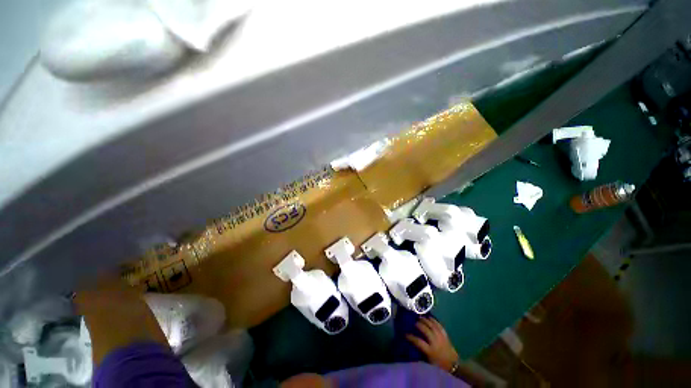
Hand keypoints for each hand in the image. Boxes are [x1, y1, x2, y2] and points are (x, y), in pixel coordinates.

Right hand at [406, 317, 458, 371]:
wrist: (454, 365)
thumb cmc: (439, 365)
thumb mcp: (429, 362)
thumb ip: (421, 353)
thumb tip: (412, 345)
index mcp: (430, 350)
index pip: (418, 342)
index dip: (411, 337)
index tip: (405, 334)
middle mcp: (435, 342)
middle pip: (426, 330)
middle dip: (419, 325)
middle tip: (414, 322)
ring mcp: (441, 337)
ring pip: (432, 326)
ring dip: (425, 320)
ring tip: (420, 317)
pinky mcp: (445, 335)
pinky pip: (439, 325)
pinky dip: (434, 320)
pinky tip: (429, 317)